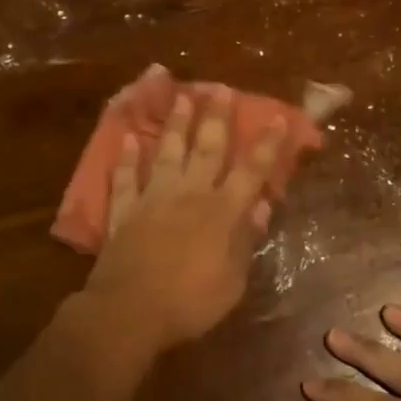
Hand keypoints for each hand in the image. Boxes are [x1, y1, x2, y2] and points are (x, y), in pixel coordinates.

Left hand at [82, 90, 286, 352]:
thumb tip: (261, 205)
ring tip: (181, 96)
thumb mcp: (233, 281)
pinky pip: (126, 178)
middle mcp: (189, 195)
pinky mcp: (124, 211)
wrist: (130, 312)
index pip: (251, 171)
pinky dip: (127, 158)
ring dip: (175, 124)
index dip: (266, 144)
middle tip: (220, 88)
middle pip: (207, 149)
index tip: (275, 117)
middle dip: (216, 117)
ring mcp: (154, 199)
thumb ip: (245, 240)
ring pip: (167, 153)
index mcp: (222, 212)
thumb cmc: (190, 303)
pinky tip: (128, 138)